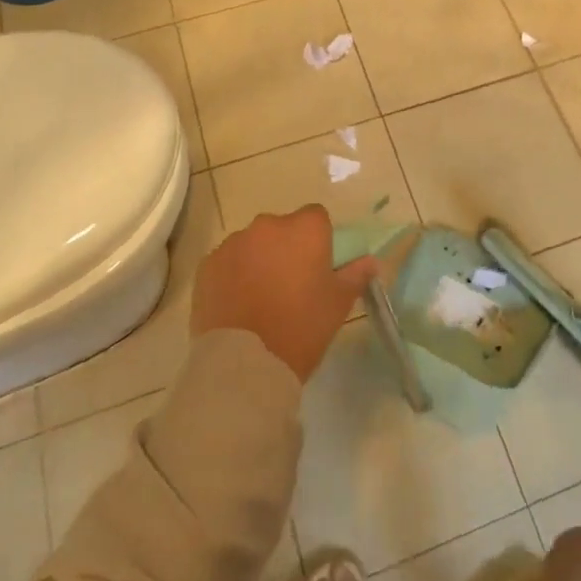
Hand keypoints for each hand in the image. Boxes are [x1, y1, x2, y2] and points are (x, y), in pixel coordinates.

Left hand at [190, 205, 380, 380]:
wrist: (244, 362)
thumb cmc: (301, 328)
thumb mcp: (337, 304)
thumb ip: (355, 275)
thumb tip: (372, 261)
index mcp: (304, 229)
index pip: (317, 218)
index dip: (319, 240)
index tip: (317, 268)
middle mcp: (268, 225)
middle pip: (282, 229)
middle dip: (286, 249)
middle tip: (289, 286)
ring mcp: (234, 243)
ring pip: (252, 244)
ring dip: (258, 260)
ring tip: (259, 299)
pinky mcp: (207, 264)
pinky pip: (227, 262)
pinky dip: (233, 275)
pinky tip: (236, 305)